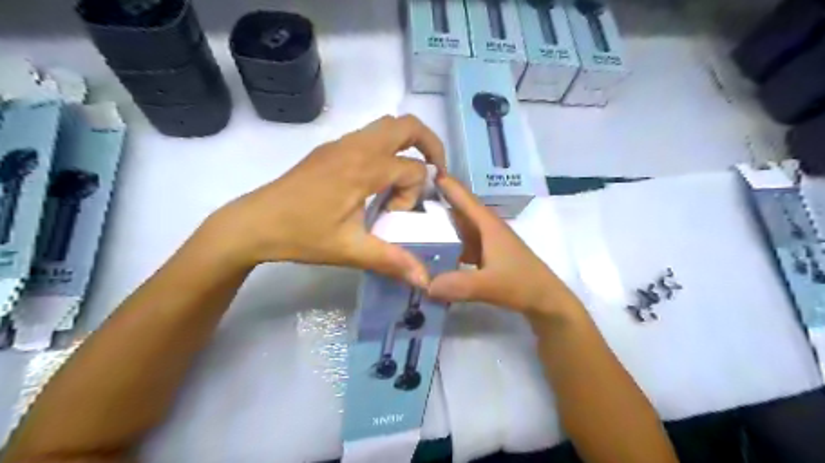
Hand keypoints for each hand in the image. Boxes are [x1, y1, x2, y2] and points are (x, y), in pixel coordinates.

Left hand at [197, 116, 443, 287]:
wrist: (254, 223)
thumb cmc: (302, 235)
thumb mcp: (350, 250)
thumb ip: (392, 261)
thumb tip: (425, 281)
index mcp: (364, 168)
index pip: (413, 169)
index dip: (413, 195)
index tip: (392, 217)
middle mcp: (356, 146)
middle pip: (407, 125)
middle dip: (430, 145)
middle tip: (435, 173)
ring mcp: (341, 144)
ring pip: (387, 125)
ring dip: (407, 144)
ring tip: (407, 177)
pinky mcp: (330, 149)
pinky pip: (369, 135)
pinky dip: (386, 148)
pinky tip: (377, 180)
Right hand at [425, 174, 577, 317]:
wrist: (546, 300)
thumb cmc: (522, 284)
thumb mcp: (489, 285)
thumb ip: (457, 285)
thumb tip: (425, 285)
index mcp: (487, 224)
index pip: (463, 197)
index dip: (444, 183)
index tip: (421, 171)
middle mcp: (486, 227)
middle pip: (457, 210)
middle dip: (435, 203)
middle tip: (406, 199)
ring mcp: (486, 241)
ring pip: (459, 227)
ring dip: (440, 224)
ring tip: (414, 223)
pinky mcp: (486, 255)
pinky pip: (462, 243)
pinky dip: (448, 244)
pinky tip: (433, 251)